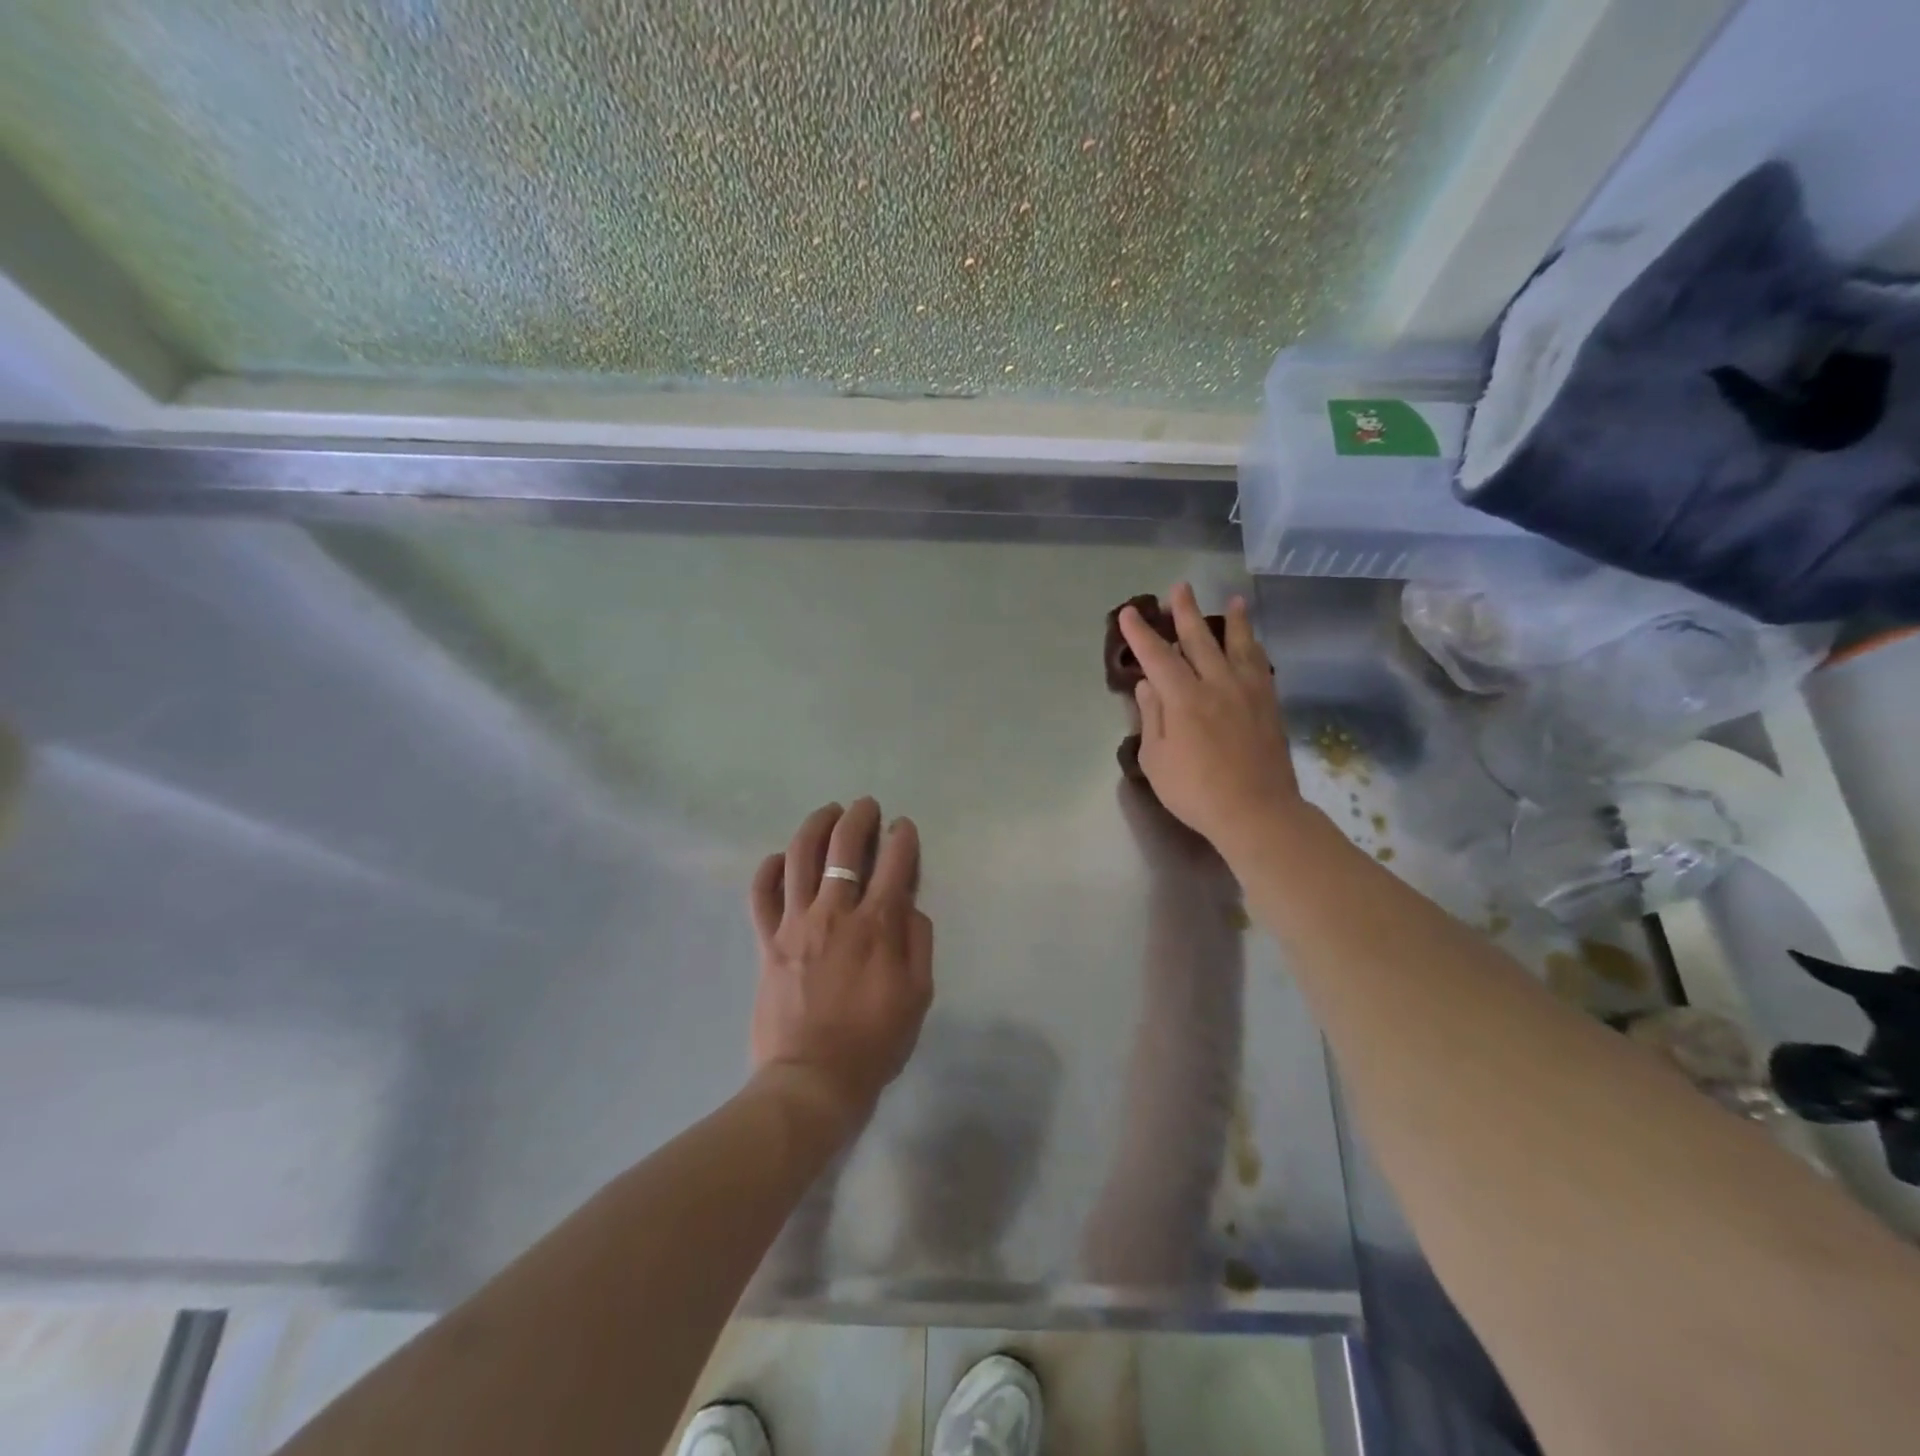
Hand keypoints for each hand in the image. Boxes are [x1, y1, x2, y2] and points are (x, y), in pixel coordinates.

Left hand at [747, 798, 933, 1137]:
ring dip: (816, 826)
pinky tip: (781, 857)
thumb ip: (918, 941)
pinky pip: (761, 894)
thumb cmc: (874, 1042)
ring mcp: (795, 924)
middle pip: (844, 848)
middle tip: (866, 806)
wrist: (812, 1081)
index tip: (903, 828)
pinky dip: (769, 869)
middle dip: (859, 818)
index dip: (902, 837)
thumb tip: (909, 904)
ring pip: (801, 857)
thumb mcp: (918, 995)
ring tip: (828, 813)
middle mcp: (835, 913)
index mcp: (877, 925)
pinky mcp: (767, 941)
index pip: (894, 862)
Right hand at [1118, 582, 1302, 855]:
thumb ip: (1152, 717)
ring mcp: (1247, 692)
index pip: (1157, 657)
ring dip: (1232, 621)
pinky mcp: (1269, 705)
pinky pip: (1261, 665)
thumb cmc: (1196, 791)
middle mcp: (1216, 685)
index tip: (1129, 613)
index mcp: (1184, 698)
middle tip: (1180, 587)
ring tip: (1233, 600)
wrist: (1257, 811)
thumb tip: (1148, 685)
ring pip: (1238, 646)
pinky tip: (1253, 642)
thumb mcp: (1157, 760)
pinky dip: (1254, 647)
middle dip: (1185, 612)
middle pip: (1199, 640)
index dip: (1141, 634)